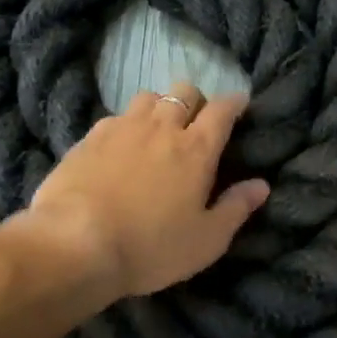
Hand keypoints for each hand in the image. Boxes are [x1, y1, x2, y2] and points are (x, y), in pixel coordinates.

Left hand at [24, 81, 269, 300]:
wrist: (75, 244)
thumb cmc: (150, 247)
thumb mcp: (206, 241)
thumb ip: (236, 209)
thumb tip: (261, 184)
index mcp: (196, 149)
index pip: (222, 110)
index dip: (234, 102)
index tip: (239, 104)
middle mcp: (162, 127)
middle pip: (185, 91)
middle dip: (196, 100)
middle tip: (195, 122)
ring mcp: (123, 127)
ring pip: (148, 96)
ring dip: (160, 106)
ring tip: (158, 128)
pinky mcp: (90, 137)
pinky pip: (116, 116)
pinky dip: (127, 123)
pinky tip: (121, 144)